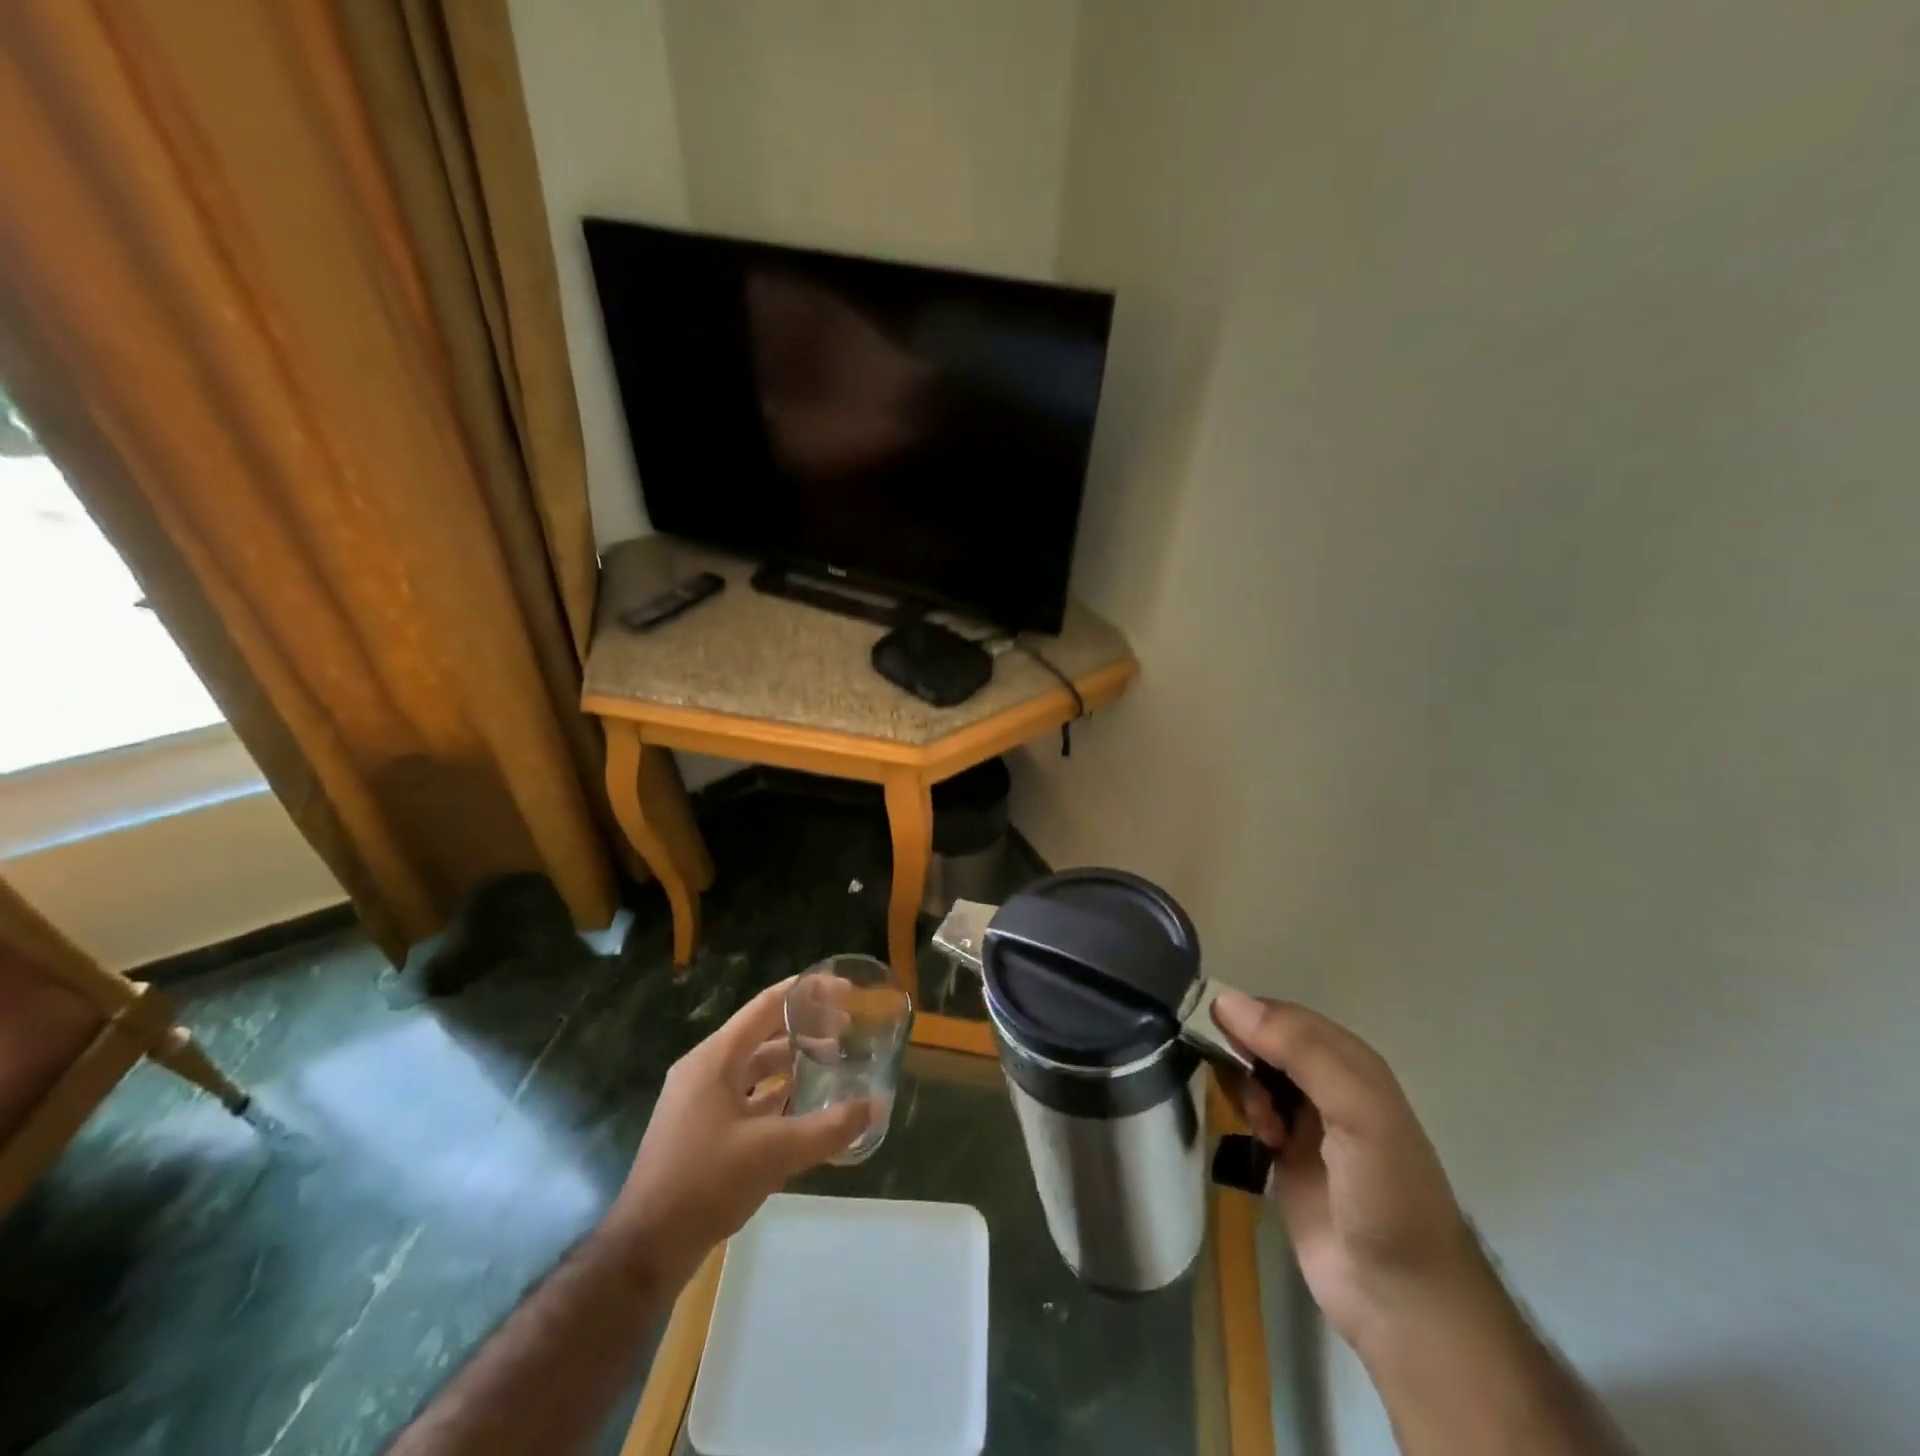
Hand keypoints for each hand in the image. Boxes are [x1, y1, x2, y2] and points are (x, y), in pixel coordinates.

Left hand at [607, 978, 871, 1289]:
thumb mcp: (774, 1153)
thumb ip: (828, 1129)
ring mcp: (698, 1101)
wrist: (646, 1249)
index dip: (807, 993)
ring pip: (753, 1067)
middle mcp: (705, 1070)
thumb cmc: (706, 1183)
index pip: (767, 1006)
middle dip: (805, 1030)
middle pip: (762, 1034)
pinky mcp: (700, 1130)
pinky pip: (745, 1096)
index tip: (844, 990)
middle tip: (846, 1033)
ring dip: (791, 1063)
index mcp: (715, 1059)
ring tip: (831, 1065)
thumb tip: (874, 1107)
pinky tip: (802, 1107)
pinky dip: (775, 1094)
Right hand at [1211, 991, 1488, 1360]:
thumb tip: (1226, 1000)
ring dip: (1242, 1087)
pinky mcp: (1284, 1154)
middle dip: (1241, 1055)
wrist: (1401, 1302)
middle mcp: (1325, 1082)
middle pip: (1262, 1040)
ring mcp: (1305, 1119)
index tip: (1212, 1033)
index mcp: (1349, 1061)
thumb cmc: (1384, 1195)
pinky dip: (1242, 1112)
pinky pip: (1249, 1109)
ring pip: (1252, 1073)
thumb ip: (1300, 1051)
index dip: (1247, 1016)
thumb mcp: (1355, 1111)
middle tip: (1244, 1090)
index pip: (1282, 1015)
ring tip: (1259, 1124)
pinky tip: (1257, 1139)